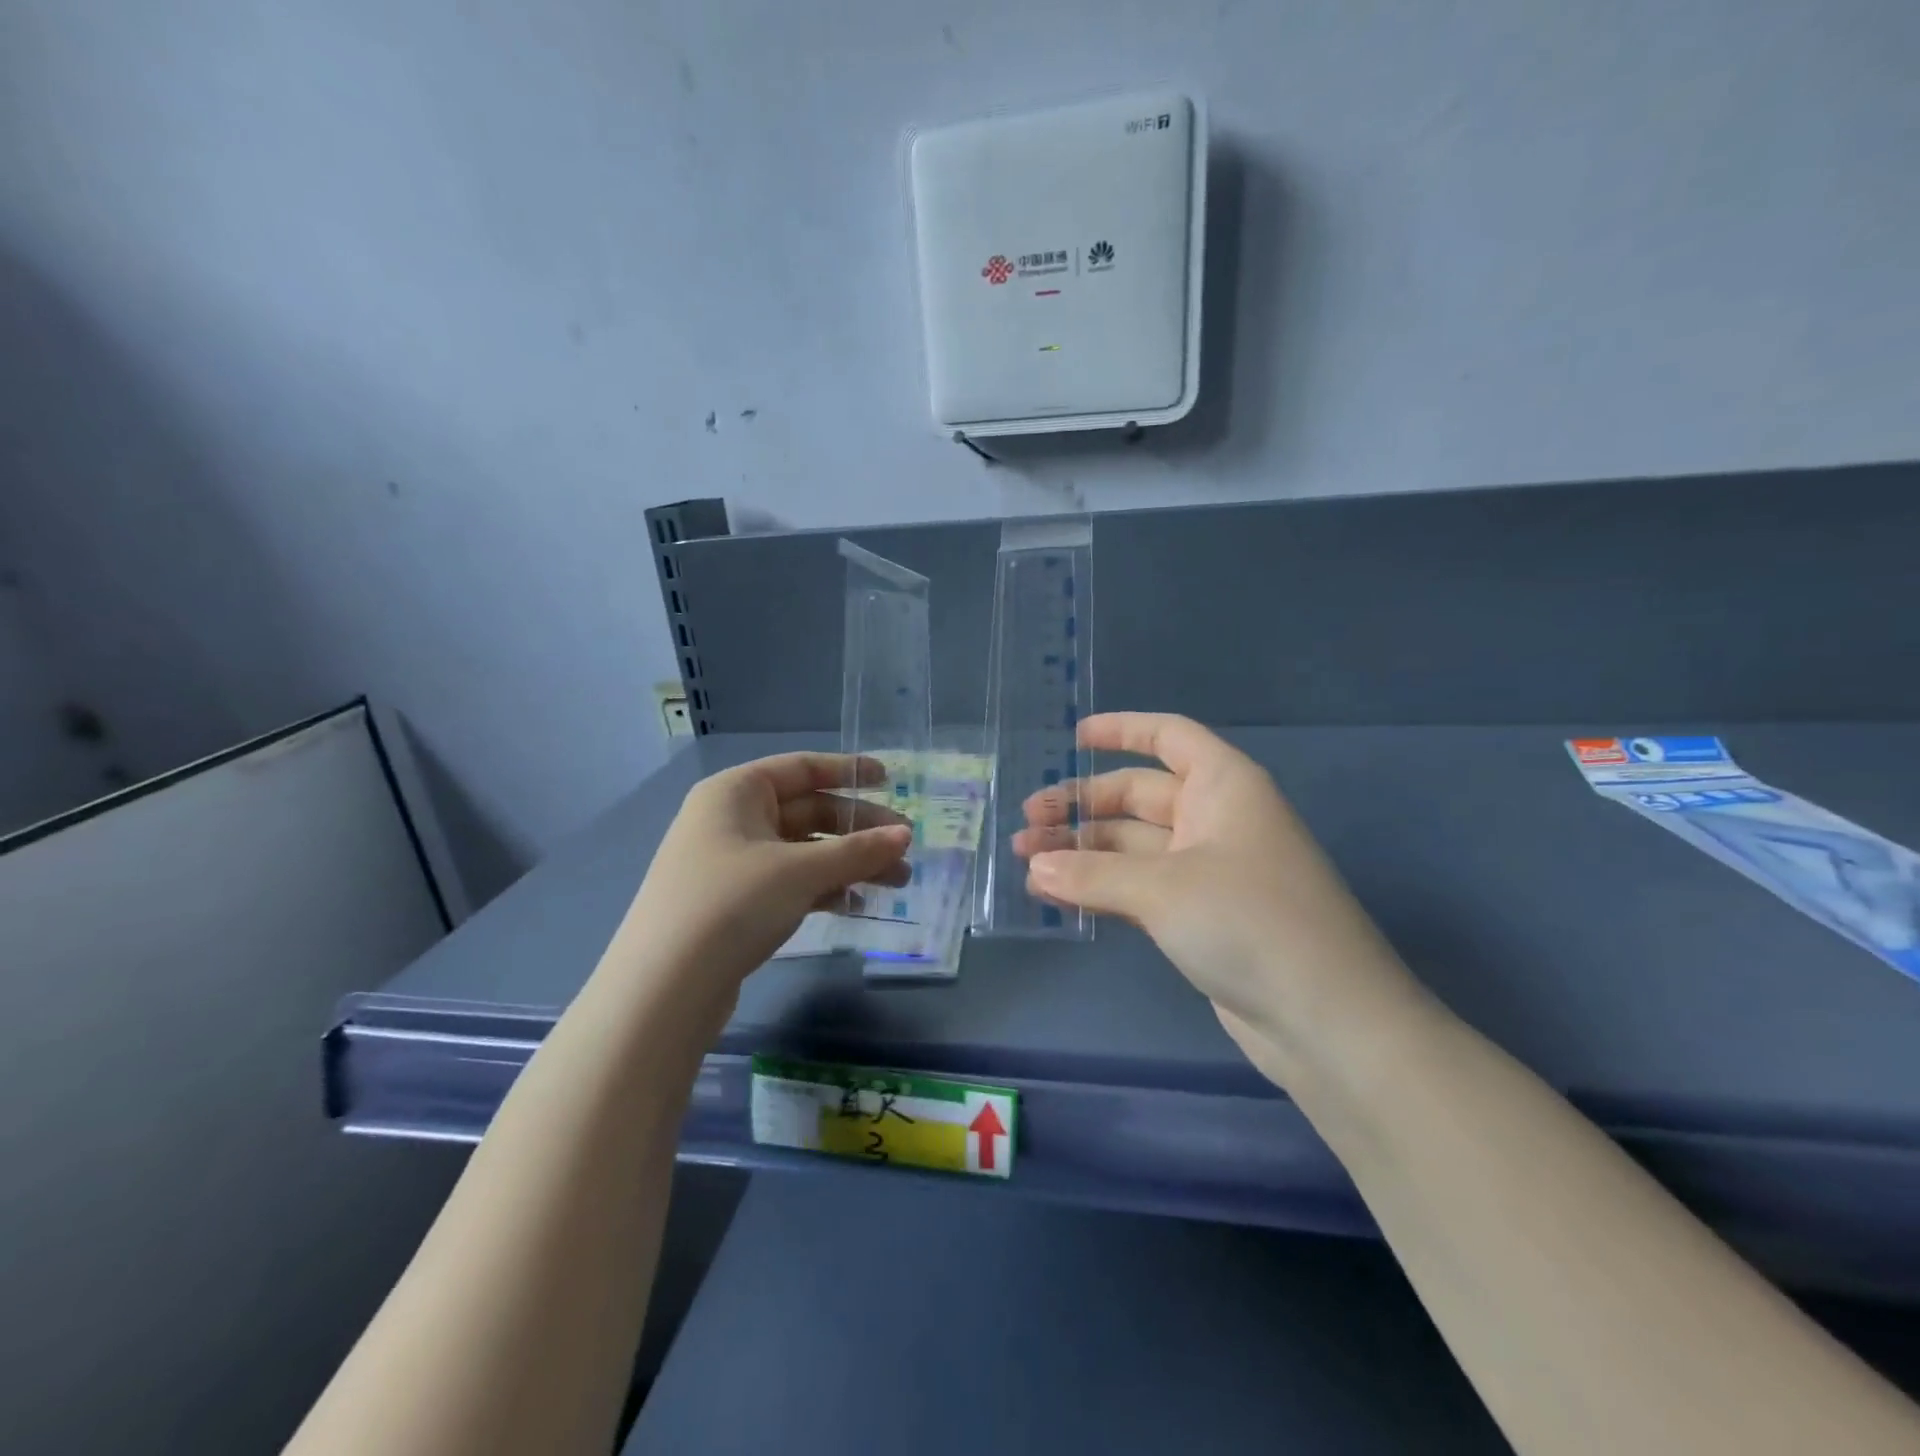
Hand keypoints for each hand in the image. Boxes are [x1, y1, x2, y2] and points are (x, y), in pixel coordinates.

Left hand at [618, 752, 910, 997]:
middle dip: (860, 831)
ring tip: (896, 883)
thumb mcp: (800, 871)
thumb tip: (905, 835)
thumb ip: (857, 850)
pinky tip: (856, 906)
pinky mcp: (736, 903)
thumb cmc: (732, 904)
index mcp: (737, 792)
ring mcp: (733, 863)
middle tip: (905, 849)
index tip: (890, 780)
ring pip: (804, 852)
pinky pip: (791, 882)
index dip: (849, 771)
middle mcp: (732, 820)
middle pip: (809, 812)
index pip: (802, 768)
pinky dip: (824, 889)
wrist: (664, 989)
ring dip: (849, 863)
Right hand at [1014, 713, 1423, 1086]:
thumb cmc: (1249, 922)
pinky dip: (1100, 889)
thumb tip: (1035, 867)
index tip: (1072, 738)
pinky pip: (1138, 888)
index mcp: (1222, 787)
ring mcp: (1207, 871)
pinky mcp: (1199, 917)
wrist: (1326, 1020)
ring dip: (1082, 852)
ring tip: (1026, 864)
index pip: (1169, 736)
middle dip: (1081, 807)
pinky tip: (1055, 897)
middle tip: (1026, 824)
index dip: (1122, 730)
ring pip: (1132, 846)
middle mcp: (1215, 820)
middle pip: (1137, 795)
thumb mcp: (1163, 889)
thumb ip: (1092, 874)